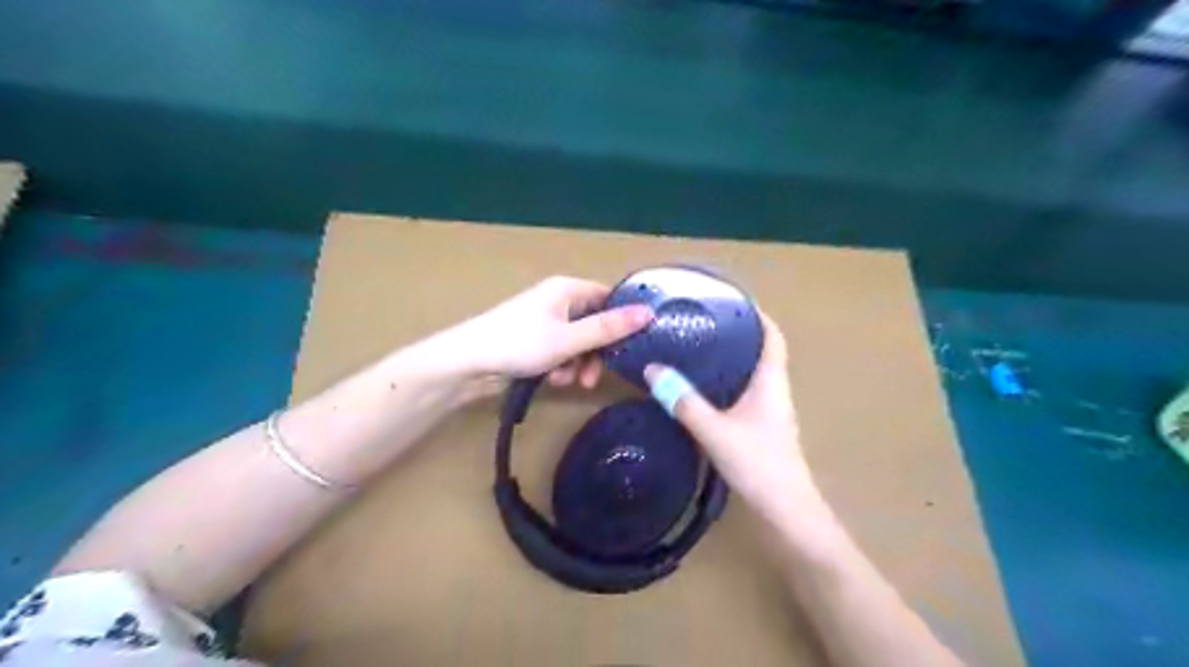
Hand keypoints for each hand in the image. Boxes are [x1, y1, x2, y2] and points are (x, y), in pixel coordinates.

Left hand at [460, 275, 653, 388]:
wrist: (468, 363)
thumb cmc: (520, 343)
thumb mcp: (569, 339)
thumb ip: (608, 329)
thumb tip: (649, 313)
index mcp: (568, 290)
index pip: (609, 298)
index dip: (624, 319)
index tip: (635, 345)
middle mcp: (559, 301)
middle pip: (595, 324)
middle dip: (596, 353)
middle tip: (593, 377)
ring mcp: (546, 322)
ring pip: (579, 343)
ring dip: (578, 364)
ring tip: (568, 381)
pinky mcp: (535, 342)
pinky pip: (561, 352)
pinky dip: (562, 367)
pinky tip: (553, 380)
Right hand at [646, 314, 812, 523]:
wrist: (786, 511)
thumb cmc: (758, 464)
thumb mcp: (715, 431)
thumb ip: (683, 401)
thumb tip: (653, 369)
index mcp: (771, 382)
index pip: (772, 336)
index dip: (756, 315)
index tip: (731, 300)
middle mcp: (775, 391)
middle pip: (760, 352)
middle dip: (736, 334)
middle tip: (702, 321)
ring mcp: (770, 411)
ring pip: (751, 374)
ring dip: (731, 359)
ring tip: (697, 347)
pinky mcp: (762, 428)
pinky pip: (745, 393)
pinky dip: (727, 382)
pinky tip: (703, 388)